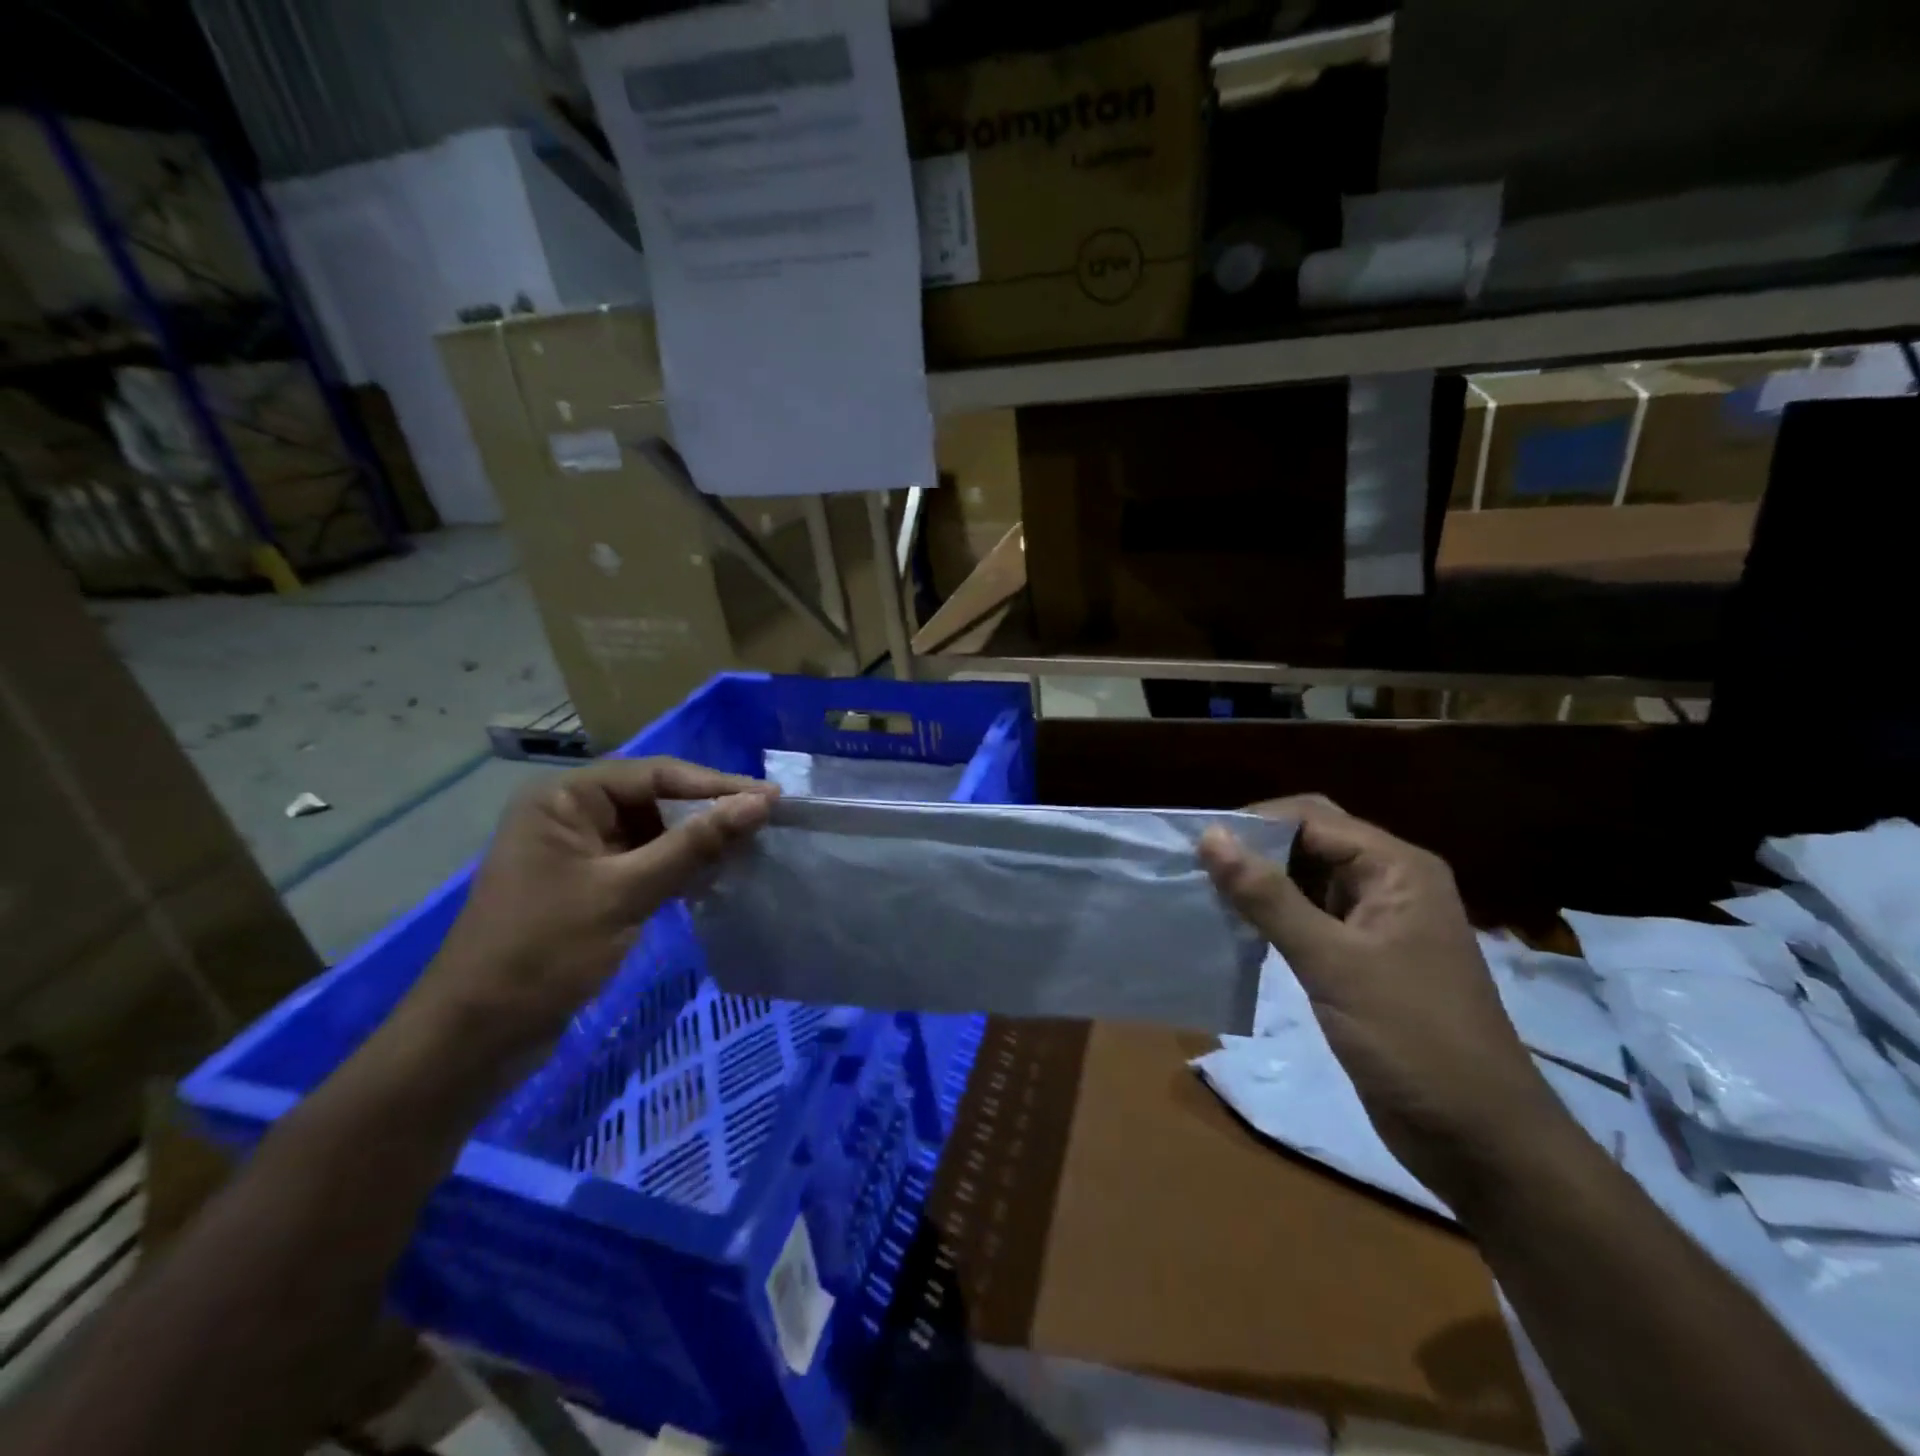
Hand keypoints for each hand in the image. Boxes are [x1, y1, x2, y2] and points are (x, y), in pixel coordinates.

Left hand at [404, 758, 774, 1065]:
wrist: (476, 1038)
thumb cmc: (544, 952)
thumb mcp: (625, 892)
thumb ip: (694, 844)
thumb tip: (759, 803)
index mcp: (564, 798)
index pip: (654, 774)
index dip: (716, 784)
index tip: (771, 799)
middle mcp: (571, 814)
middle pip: (656, 798)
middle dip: (709, 811)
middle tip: (767, 822)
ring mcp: (581, 852)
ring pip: (655, 832)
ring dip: (699, 841)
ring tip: (752, 847)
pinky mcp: (591, 886)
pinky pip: (646, 862)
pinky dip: (680, 868)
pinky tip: (718, 875)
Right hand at [1199, 797, 1562, 1204]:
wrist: (1479, 1141)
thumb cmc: (1413, 1040)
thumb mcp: (1333, 962)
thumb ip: (1269, 897)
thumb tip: (1211, 836)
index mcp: (1397, 868)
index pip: (1310, 818)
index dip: (1252, 825)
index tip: (1195, 845)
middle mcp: (1389, 884)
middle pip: (1309, 843)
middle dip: (1254, 851)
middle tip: (1194, 868)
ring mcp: (1377, 924)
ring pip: (1306, 881)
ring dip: (1259, 885)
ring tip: (1203, 894)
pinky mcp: (1363, 960)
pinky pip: (1309, 919)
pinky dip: (1272, 918)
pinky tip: (1235, 930)